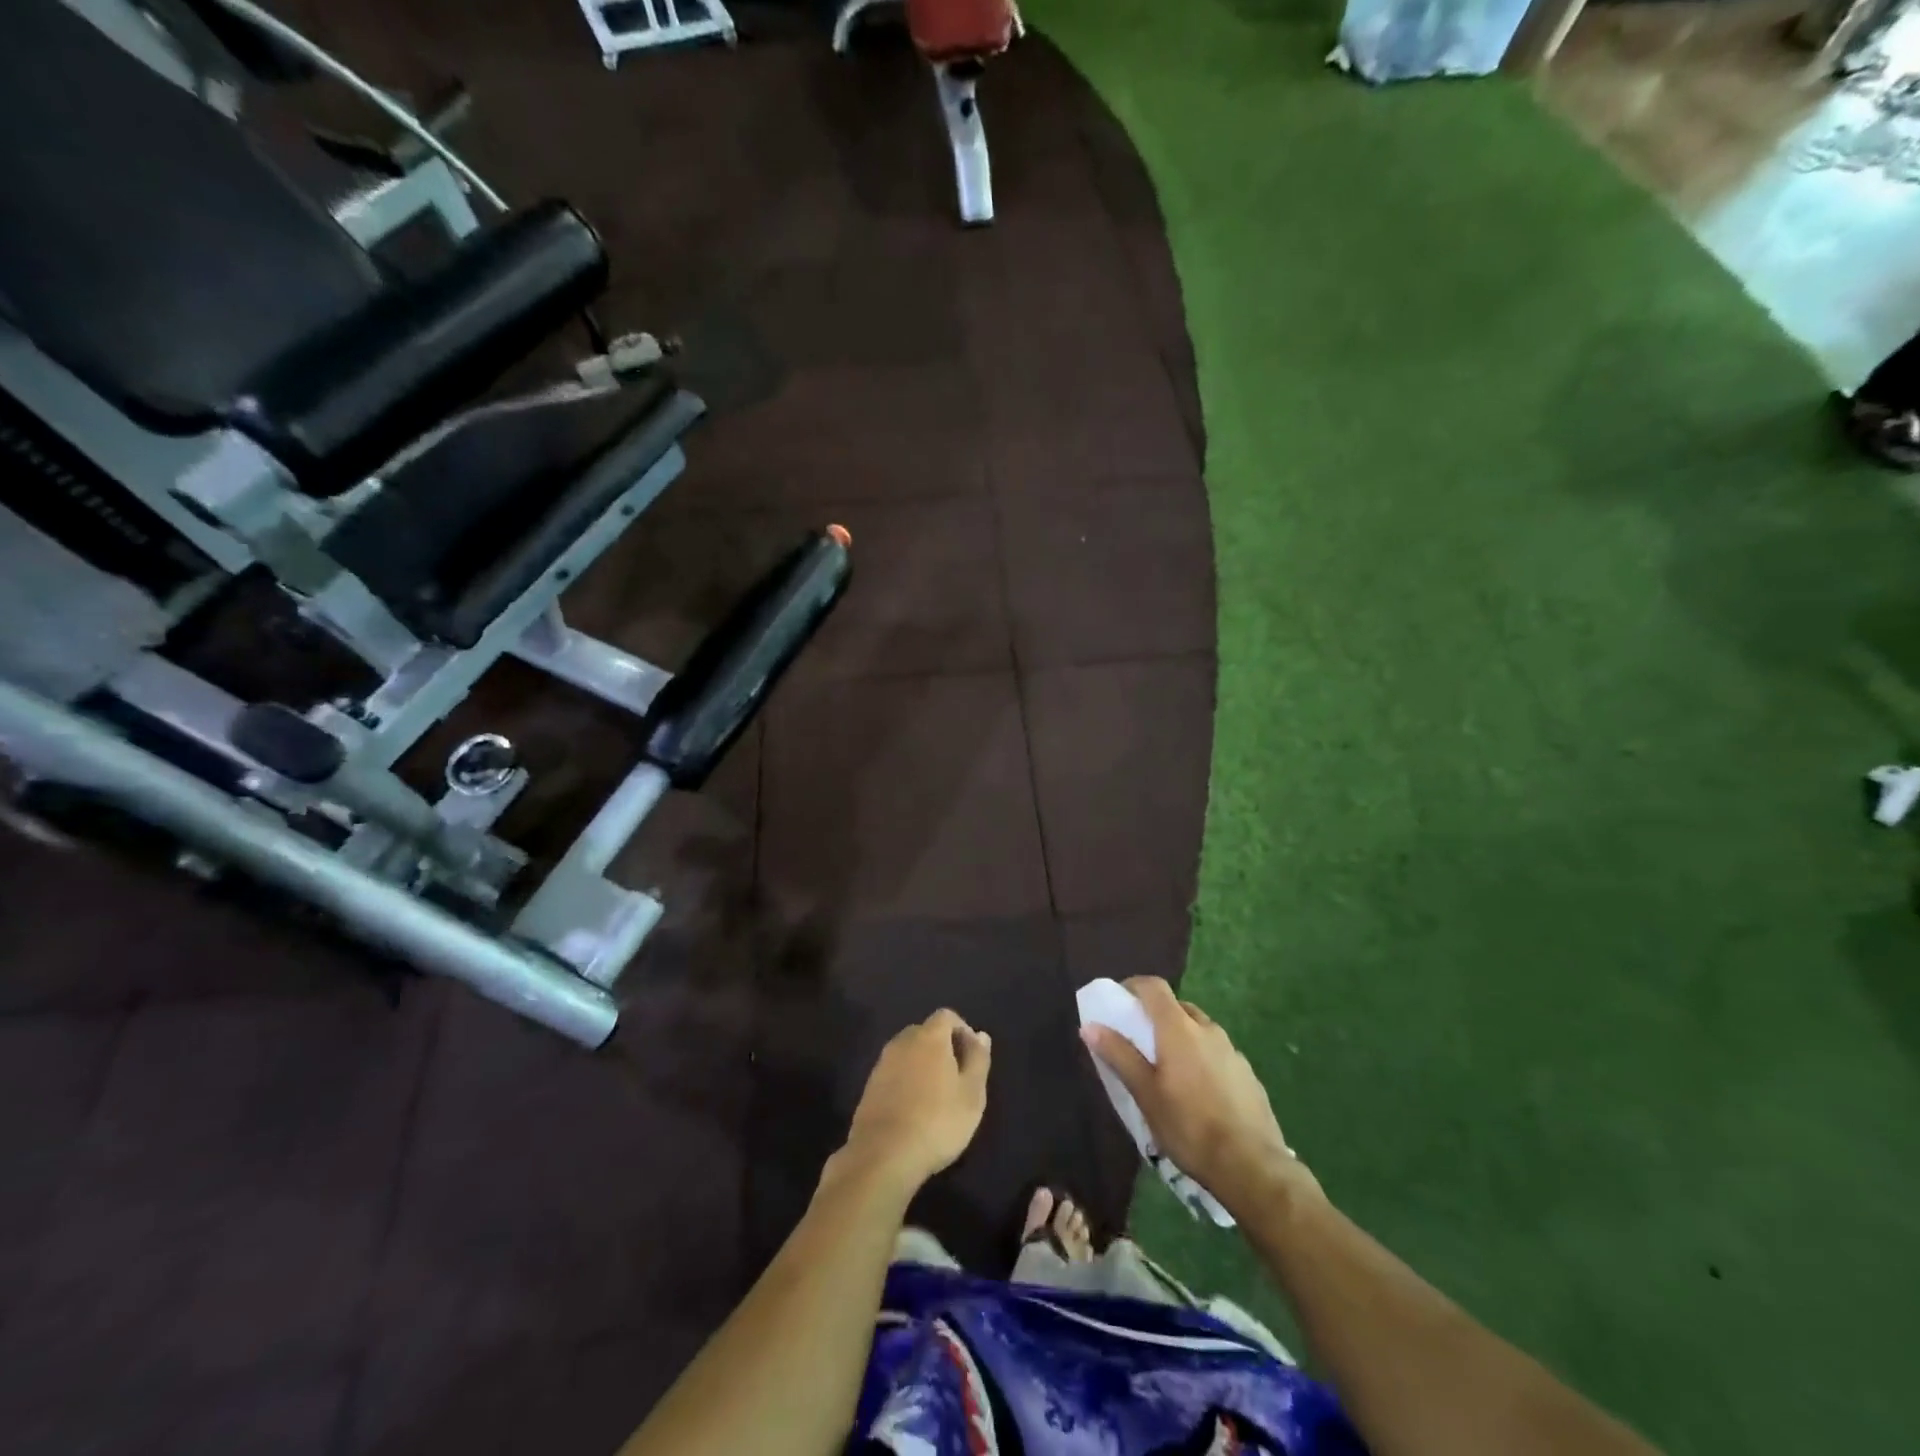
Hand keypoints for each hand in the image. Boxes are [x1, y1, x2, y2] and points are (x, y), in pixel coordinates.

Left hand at [842, 1009, 991, 1193]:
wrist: (883, 1155)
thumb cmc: (937, 1122)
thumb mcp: (971, 1094)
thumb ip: (978, 1060)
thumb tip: (981, 1035)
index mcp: (929, 1037)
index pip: (946, 1016)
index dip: (962, 1030)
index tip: (973, 1057)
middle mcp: (902, 1042)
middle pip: (925, 1032)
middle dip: (943, 1047)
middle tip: (957, 1078)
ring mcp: (882, 1064)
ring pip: (908, 1053)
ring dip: (923, 1065)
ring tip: (937, 1096)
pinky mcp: (869, 1087)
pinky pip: (894, 1072)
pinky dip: (907, 1081)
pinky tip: (914, 1109)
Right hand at [1082, 978, 1313, 1214]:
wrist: (1252, 1166)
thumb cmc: (1188, 1126)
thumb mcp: (1145, 1093)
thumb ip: (1119, 1054)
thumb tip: (1090, 1026)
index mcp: (1179, 1028)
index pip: (1154, 986)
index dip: (1133, 986)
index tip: (1119, 1001)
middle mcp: (1208, 1029)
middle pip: (1177, 1007)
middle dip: (1157, 1016)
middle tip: (1141, 1043)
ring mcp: (1232, 1051)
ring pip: (1200, 1031)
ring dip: (1181, 1039)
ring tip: (1169, 1073)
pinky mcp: (1248, 1074)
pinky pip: (1218, 1054)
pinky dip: (1202, 1060)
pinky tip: (1199, 1094)